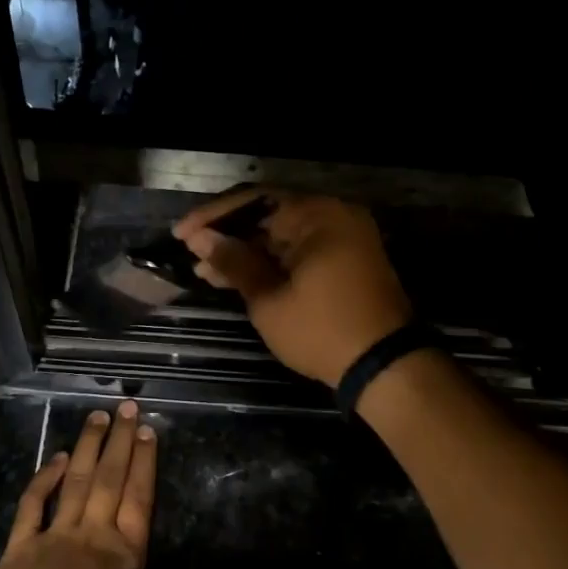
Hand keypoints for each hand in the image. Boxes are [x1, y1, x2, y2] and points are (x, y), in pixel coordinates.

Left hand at [0, 400, 218, 568]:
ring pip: (76, 480)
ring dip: (87, 446)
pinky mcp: (21, 545)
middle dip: (119, 440)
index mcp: (124, 555)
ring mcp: (55, 535)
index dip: (143, 461)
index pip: (138, 497)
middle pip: (110, 478)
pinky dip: (45, 478)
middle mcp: (93, 534)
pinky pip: (34, 504)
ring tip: (96, 416)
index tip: (146, 429)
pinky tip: (56, 458)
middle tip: (125, 405)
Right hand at [174, 190, 413, 386]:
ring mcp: (344, 237)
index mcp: (316, 214)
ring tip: (206, 271)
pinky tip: (238, 277)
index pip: (253, 200)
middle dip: (228, 235)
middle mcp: (333, 215)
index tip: (181, 235)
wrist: (386, 367)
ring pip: (282, 234)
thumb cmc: (322, 331)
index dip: (213, 217)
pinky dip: (272, 261)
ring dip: (246, 251)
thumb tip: (201, 239)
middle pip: (268, 213)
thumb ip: (234, 262)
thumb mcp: (269, 299)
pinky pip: (301, 248)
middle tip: (192, 253)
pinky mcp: (347, 259)